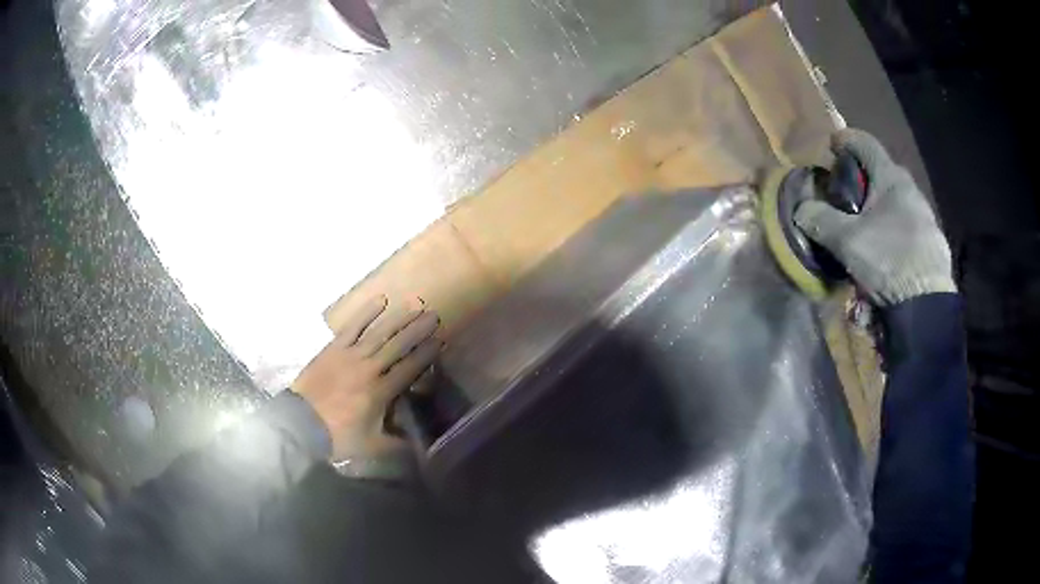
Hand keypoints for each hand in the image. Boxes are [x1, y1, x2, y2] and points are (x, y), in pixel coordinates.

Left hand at [291, 295, 442, 461]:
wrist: (302, 424)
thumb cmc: (339, 436)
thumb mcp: (373, 445)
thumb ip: (398, 443)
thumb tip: (420, 445)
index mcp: (381, 392)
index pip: (409, 368)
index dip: (425, 354)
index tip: (440, 341)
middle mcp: (369, 369)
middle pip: (398, 346)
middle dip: (417, 330)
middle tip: (433, 316)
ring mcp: (350, 356)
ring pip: (379, 333)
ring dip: (398, 319)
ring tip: (414, 305)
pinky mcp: (334, 348)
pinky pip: (352, 327)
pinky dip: (366, 313)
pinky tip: (380, 300)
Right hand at [794, 128, 955, 305]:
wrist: (927, 308)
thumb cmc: (888, 262)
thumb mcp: (847, 242)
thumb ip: (821, 220)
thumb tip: (801, 209)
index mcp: (891, 179)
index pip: (865, 144)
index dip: (845, 140)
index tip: (831, 146)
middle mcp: (911, 190)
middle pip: (882, 173)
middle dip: (862, 179)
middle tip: (845, 195)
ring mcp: (926, 218)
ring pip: (896, 203)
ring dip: (879, 208)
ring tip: (866, 229)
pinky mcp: (933, 244)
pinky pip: (907, 227)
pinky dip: (893, 231)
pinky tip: (886, 252)